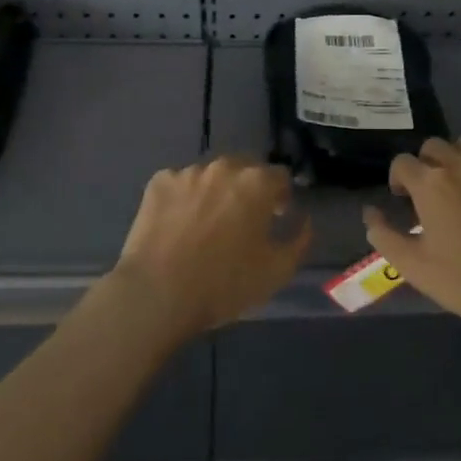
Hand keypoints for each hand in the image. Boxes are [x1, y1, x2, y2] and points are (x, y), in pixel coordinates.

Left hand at [109, 156, 311, 338]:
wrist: (157, 293)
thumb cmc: (224, 284)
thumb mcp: (277, 271)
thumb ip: (299, 240)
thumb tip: (303, 219)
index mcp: (257, 183)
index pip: (280, 176)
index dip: (281, 197)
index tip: (275, 218)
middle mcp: (224, 167)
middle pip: (245, 169)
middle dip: (249, 190)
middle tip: (242, 221)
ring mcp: (187, 172)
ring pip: (211, 176)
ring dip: (216, 192)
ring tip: (207, 224)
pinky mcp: (158, 183)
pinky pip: (180, 184)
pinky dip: (184, 198)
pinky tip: (179, 225)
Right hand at [364, 137, 460, 343]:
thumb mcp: (415, 268)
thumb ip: (384, 235)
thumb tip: (371, 213)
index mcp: (431, 184)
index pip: (402, 162)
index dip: (398, 180)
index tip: (404, 202)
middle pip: (433, 147)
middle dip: (426, 166)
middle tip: (431, 196)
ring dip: (456, 162)